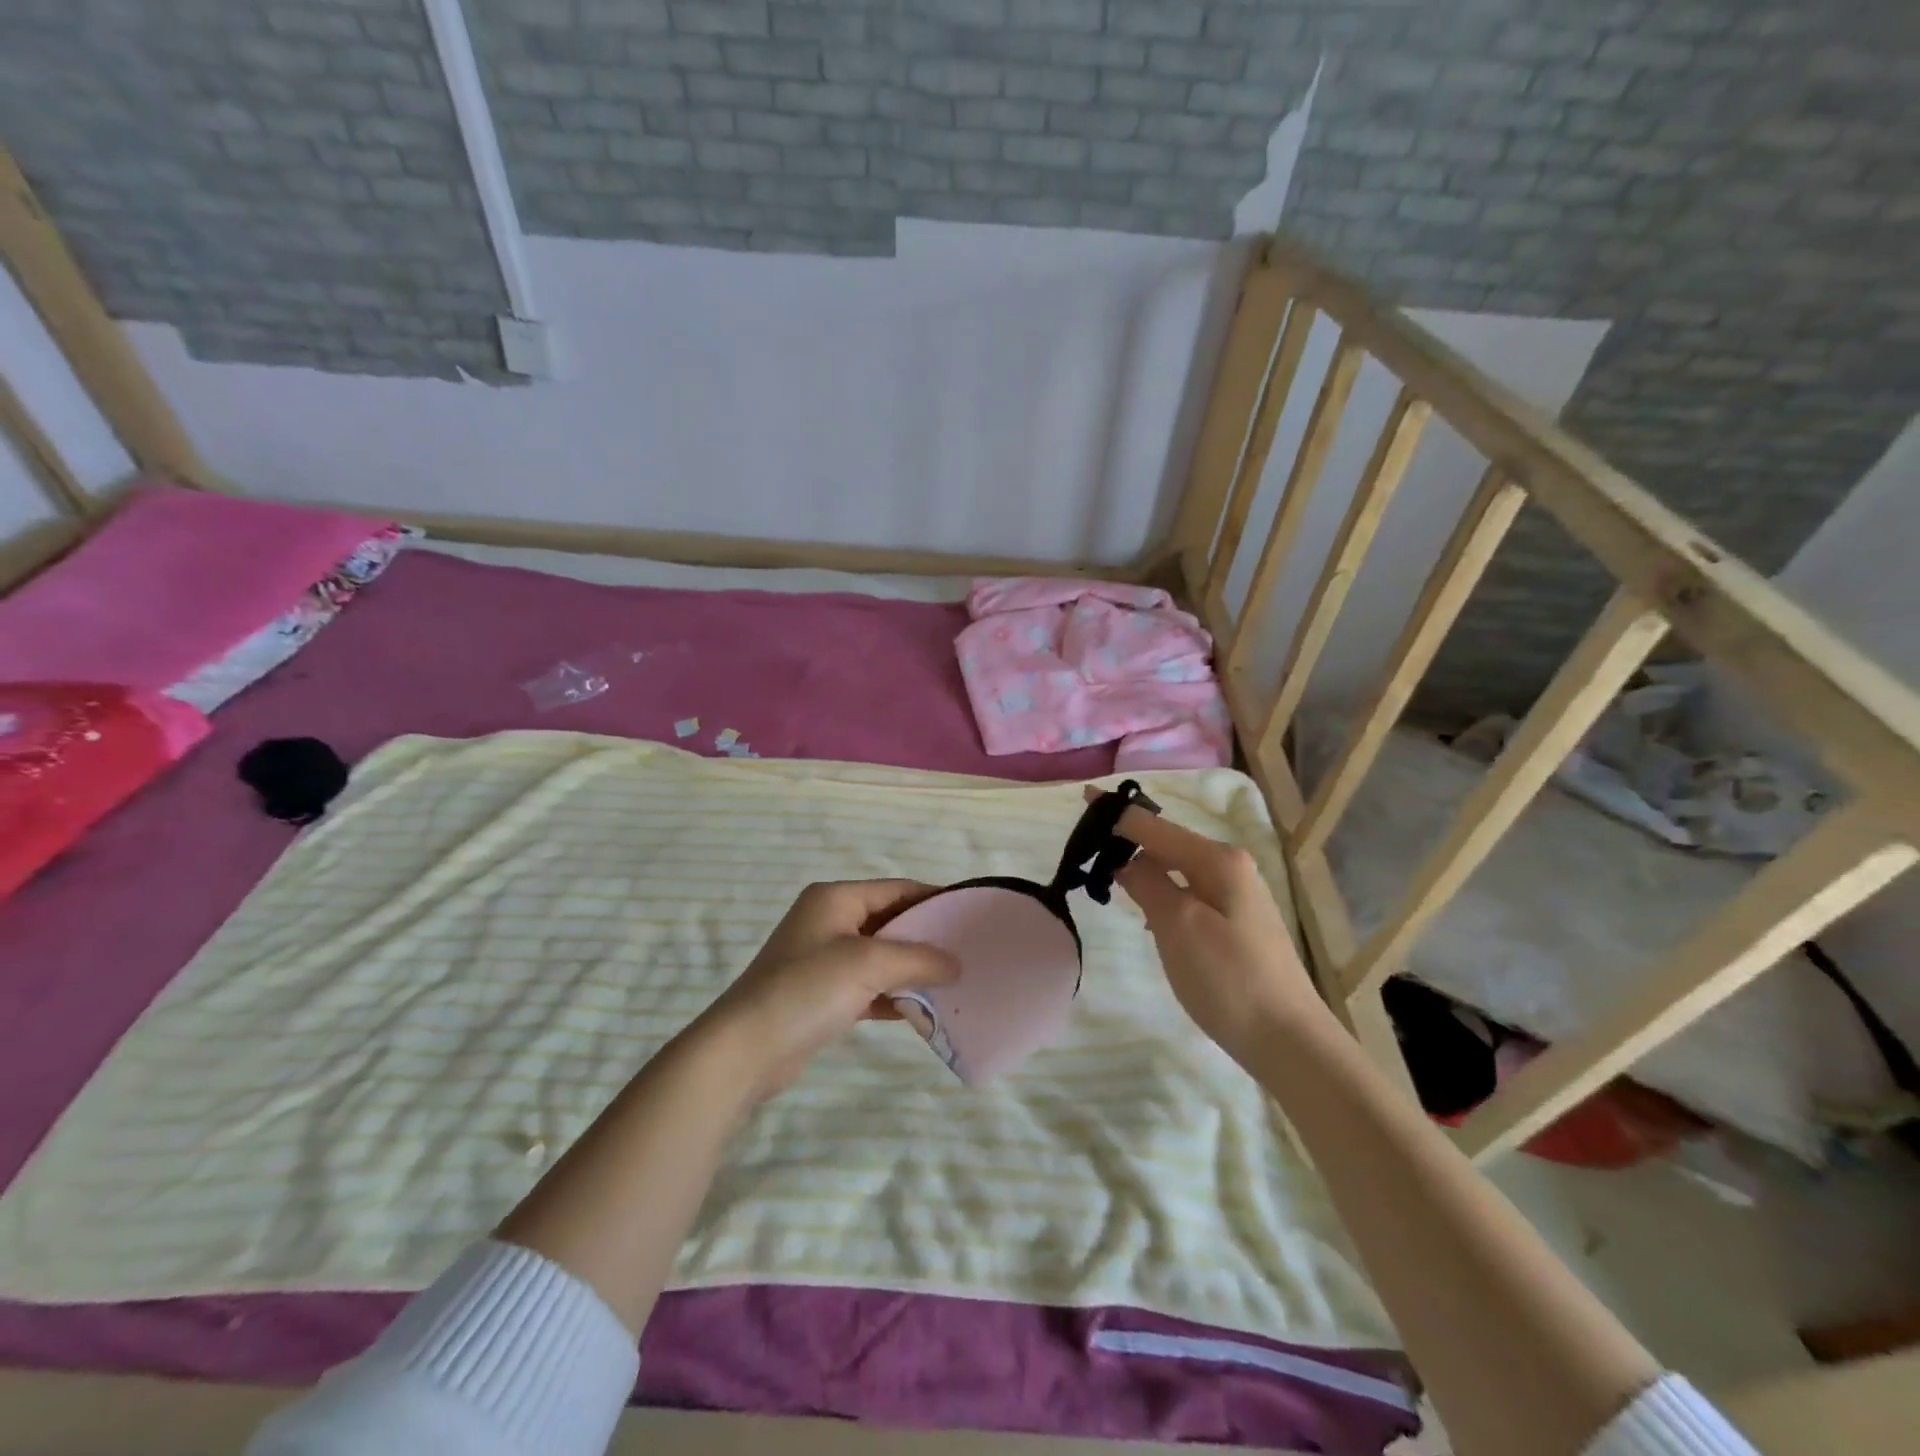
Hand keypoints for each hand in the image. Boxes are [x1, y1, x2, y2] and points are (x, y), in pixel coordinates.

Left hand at [692, 879, 958, 1101]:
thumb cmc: (806, 989)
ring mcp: (823, 959)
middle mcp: (829, 921)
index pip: (896, 889)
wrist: (745, 1049)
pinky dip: (893, 996)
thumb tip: (956, 964)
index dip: (934, 900)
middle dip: (926, 938)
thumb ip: (918, 958)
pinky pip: (868, 986)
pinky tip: (922, 1011)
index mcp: (835, 899)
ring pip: (881, 957)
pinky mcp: (822, 995)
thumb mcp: (868, 964)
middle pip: (890, 922)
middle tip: (968, 953)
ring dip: (912, 970)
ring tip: (954, 983)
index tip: (971, 916)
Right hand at [1090, 788, 1322, 1061]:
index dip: (1117, 814)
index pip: (1155, 826)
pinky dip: (1162, 893)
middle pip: (1167, 843)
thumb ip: (1148, 883)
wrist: (1288, 1040)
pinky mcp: (1235, 922)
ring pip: (1177, 869)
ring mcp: (1236, 895)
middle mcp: (1230, 867)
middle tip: (1088, 853)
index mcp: (1218, 860)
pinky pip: (1187, 892)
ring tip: (1109, 880)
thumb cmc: (1228, 979)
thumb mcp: (1178, 926)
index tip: (1085, 798)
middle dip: (1129, 841)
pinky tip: (1147, 913)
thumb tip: (1126, 860)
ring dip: (1144, 870)